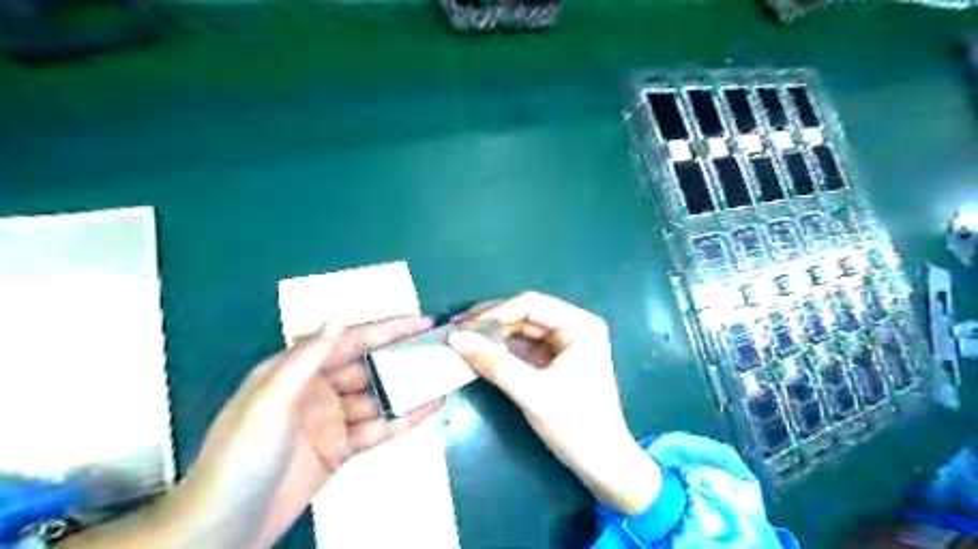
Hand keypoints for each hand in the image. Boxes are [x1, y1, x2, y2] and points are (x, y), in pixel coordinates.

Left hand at [60, 318, 440, 547]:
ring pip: (378, 397)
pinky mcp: (341, 447)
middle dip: (402, 356)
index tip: (421, 321)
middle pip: (369, 366)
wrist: (224, 528)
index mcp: (297, 369)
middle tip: (438, 348)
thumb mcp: (271, 400)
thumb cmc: (243, 456)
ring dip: (407, 388)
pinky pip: (378, 428)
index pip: (351, 340)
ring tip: (441, 376)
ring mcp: (332, 419)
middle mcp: (318, 388)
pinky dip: (403, 418)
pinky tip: (429, 408)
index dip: (387, 329)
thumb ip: (307, 357)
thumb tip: (340, 314)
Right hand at [445, 292, 660, 514]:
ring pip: (520, 330)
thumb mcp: (532, 393)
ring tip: (459, 338)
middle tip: (454, 329)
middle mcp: (573, 326)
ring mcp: (563, 343)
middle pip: (524, 314)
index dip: (495, 313)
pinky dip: (499, 349)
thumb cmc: (576, 425)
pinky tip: (477, 350)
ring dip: (491, 334)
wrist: (601, 464)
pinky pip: (521, 347)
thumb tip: (454, 338)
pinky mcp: (552, 360)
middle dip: (490, 322)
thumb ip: (494, 363)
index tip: (463, 327)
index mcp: (580, 325)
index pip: (531, 305)